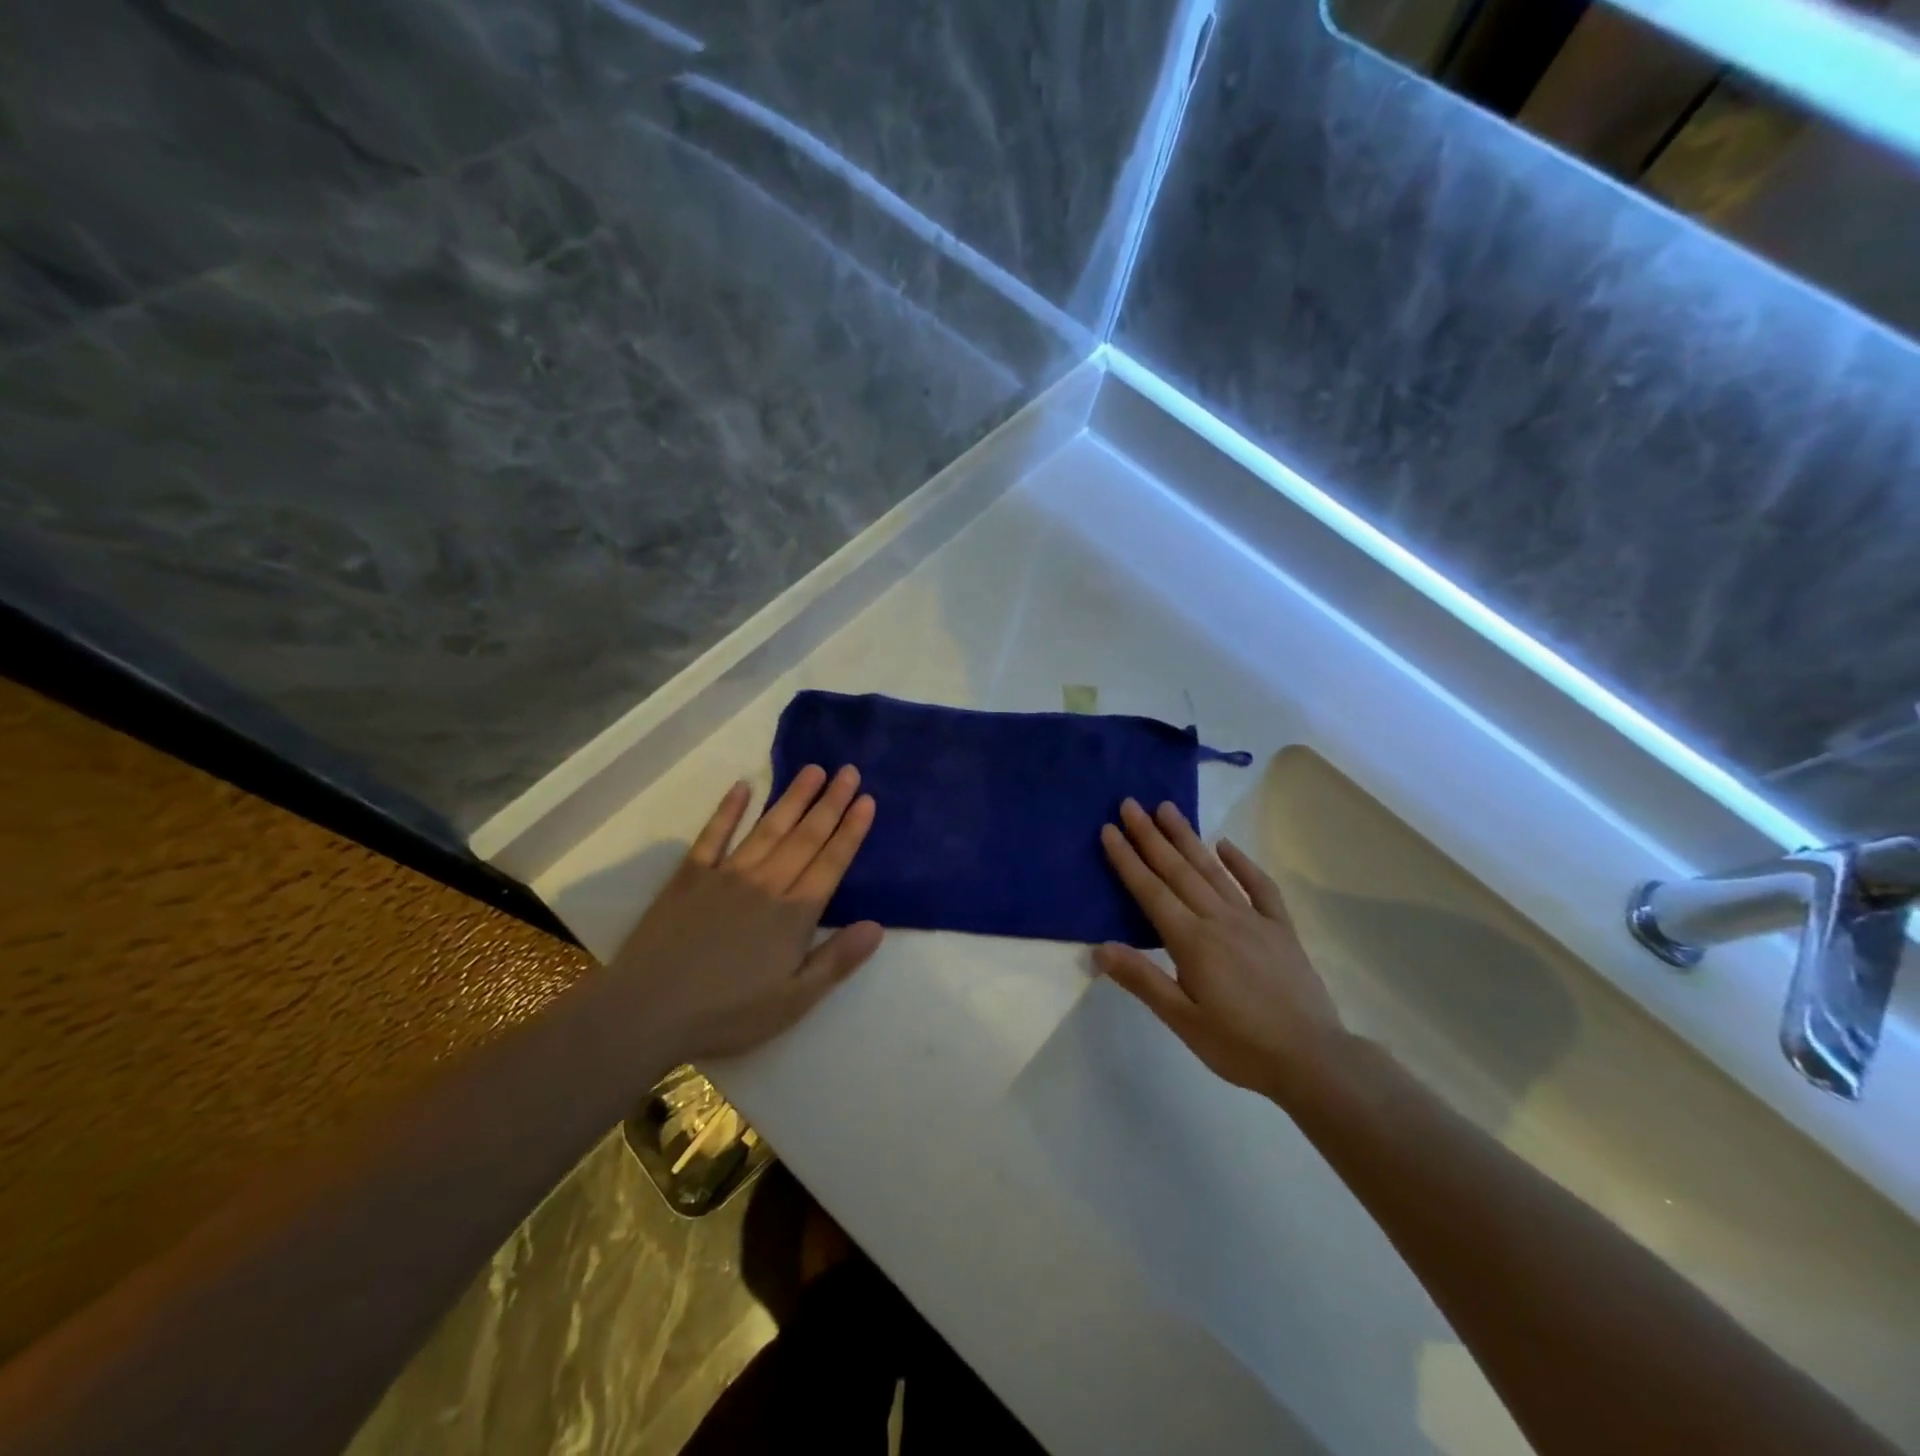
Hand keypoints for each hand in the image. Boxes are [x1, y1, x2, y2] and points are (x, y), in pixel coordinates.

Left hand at [612, 765, 882, 1061]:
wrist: (647, 1011)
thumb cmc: (727, 1013)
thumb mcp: (793, 1001)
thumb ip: (836, 961)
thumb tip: (877, 926)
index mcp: (793, 915)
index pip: (830, 863)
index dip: (851, 830)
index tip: (867, 799)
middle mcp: (765, 884)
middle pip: (805, 837)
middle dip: (831, 803)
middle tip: (849, 770)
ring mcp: (726, 874)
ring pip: (767, 828)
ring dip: (793, 797)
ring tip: (813, 770)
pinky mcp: (690, 876)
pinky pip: (713, 835)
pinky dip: (728, 809)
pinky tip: (742, 787)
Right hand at [1096, 799, 1345, 1103]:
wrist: (1313, 1060)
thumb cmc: (1239, 1045)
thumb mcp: (1182, 1020)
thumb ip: (1142, 979)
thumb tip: (1099, 948)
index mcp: (1192, 941)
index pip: (1151, 891)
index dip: (1127, 859)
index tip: (1110, 829)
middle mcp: (1219, 919)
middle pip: (1178, 870)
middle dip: (1151, 836)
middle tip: (1131, 804)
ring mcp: (1253, 920)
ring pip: (1213, 870)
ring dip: (1188, 838)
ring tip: (1168, 809)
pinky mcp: (1280, 929)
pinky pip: (1260, 887)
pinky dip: (1242, 863)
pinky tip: (1226, 845)